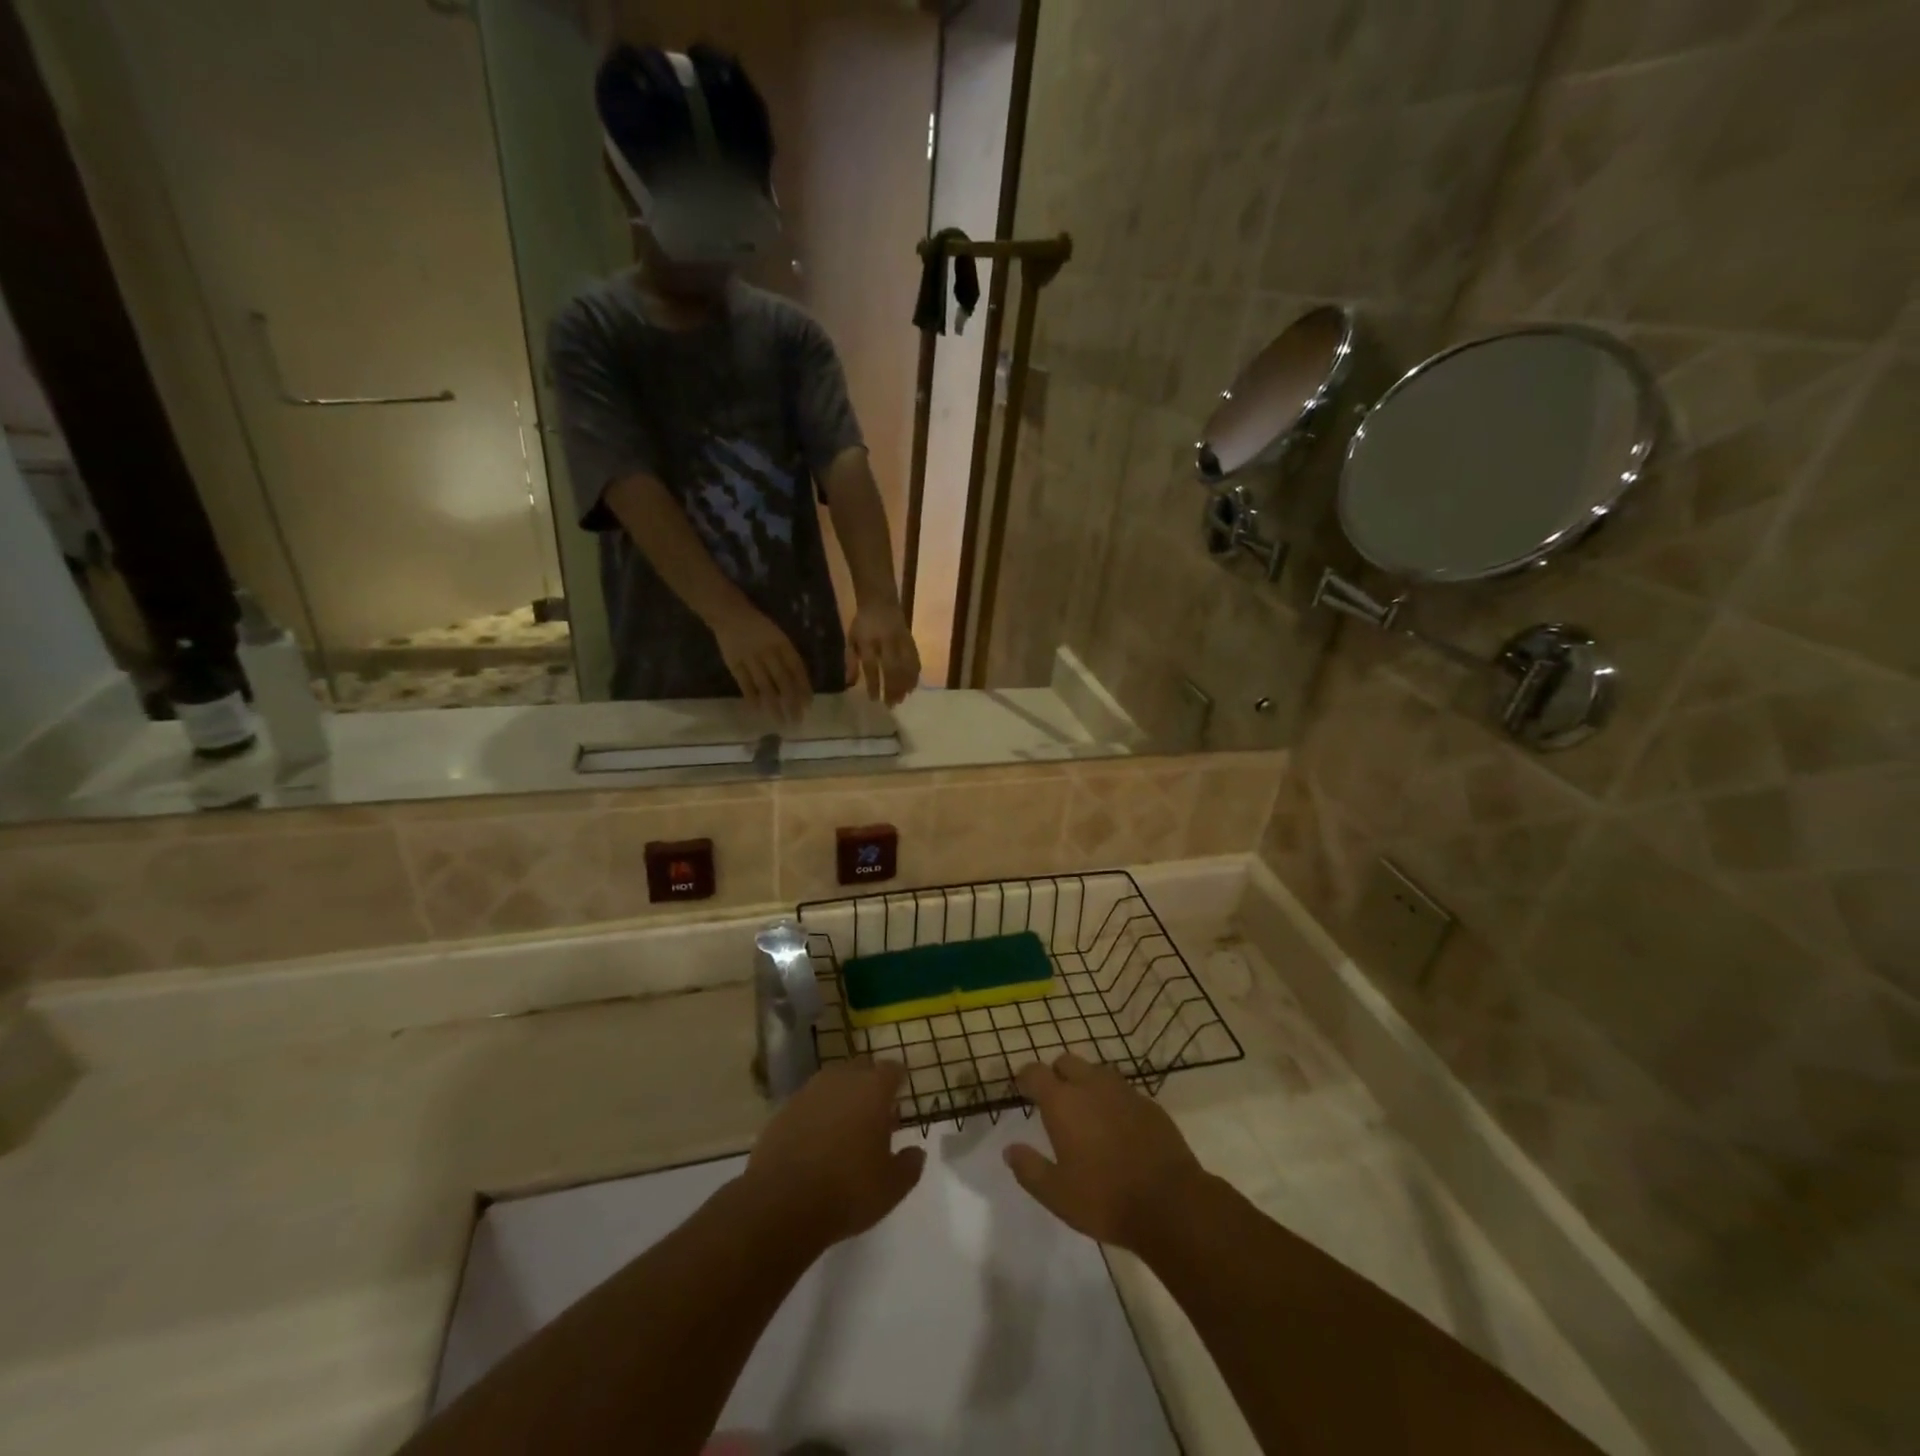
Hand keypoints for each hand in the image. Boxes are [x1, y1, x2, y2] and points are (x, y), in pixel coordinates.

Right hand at [711, 604, 812, 722]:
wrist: (730, 613)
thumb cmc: (759, 626)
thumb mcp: (779, 636)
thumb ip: (788, 656)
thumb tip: (801, 681)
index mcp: (782, 643)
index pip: (797, 669)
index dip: (803, 687)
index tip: (808, 705)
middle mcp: (768, 652)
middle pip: (783, 681)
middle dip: (792, 702)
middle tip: (797, 720)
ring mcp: (750, 658)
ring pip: (765, 686)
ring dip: (774, 705)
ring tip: (780, 721)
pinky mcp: (734, 663)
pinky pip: (744, 684)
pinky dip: (752, 697)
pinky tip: (758, 710)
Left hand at [744, 1060, 924, 1247]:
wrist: (781, 1204)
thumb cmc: (848, 1190)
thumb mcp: (892, 1187)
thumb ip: (909, 1165)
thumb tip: (916, 1152)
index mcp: (873, 1089)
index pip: (892, 1069)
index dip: (898, 1082)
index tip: (900, 1097)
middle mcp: (842, 1079)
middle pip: (861, 1069)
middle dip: (870, 1084)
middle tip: (875, 1113)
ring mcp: (809, 1091)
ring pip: (833, 1083)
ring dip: (842, 1097)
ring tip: (846, 1127)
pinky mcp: (783, 1109)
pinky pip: (809, 1102)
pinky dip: (817, 1113)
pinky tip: (817, 1140)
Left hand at [844, 601, 921, 705]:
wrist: (881, 601)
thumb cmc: (863, 623)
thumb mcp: (851, 639)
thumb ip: (850, 661)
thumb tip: (850, 684)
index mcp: (868, 641)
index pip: (871, 666)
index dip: (873, 684)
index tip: (874, 700)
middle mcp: (886, 641)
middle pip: (892, 668)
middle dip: (892, 688)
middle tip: (891, 705)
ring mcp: (901, 640)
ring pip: (906, 665)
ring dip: (905, 684)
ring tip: (902, 699)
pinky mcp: (911, 640)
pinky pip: (915, 659)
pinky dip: (915, 675)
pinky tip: (913, 687)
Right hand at [1004, 1053, 1208, 1253]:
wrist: (1171, 1203)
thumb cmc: (1105, 1199)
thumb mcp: (1057, 1194)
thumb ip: (1029, 1169)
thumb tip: (1010, 1150)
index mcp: (1063, 1102)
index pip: (1035, 1072)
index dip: (1025, 1078)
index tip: (1022, 1089)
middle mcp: (1091, 1085)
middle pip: (1066, 1062)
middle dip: (1056, 1074)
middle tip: (1054, 1100)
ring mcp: (1123, 1091)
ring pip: (1096, 1072)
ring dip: (1085, 1083)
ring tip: (1085, 1112)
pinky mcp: (1149, 1103)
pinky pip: (1122, 1090)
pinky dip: (1112, 1099)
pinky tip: (1116, 1126)